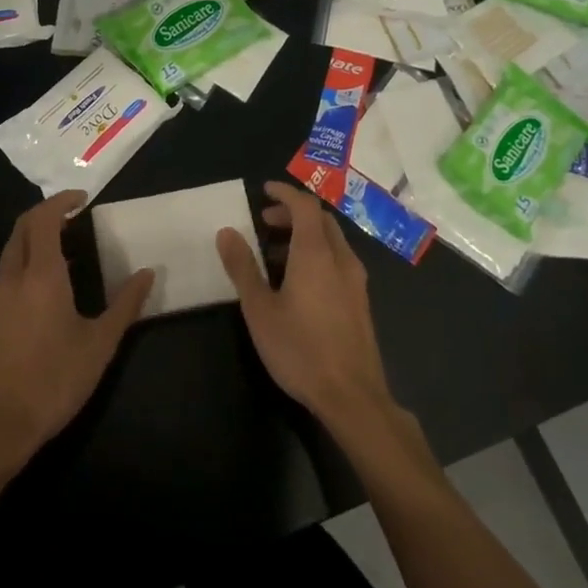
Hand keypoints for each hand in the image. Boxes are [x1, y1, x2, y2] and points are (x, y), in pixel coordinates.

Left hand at [0, 191, 153, 469]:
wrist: (0, 425)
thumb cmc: (55, 380)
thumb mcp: (100, 344)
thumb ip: (126, 304)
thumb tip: (148, 273)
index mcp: (41, 275)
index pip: (43, 219)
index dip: (61, 202)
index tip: (83, 199)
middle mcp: (13, 277)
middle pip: (21, 228)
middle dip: (45, 213)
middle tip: (73, 216)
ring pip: (11, 250)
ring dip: (34, 237)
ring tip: (66, 246)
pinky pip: (6, 272)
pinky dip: (25, 260)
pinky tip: (46, 285)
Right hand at [216, 182, 398, 434]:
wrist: (352, 396)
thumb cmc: (300, 349)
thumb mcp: (259, 309)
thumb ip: (243, 267)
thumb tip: (227, 232)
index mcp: (316, 253)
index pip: (305, 206)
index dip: (285, 193)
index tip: (264, 190)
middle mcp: (341, 259)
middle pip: (321, 220)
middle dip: (293, 214)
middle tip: (265, 223)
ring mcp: (356, 281)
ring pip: (332, 242)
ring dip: (305, 236)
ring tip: (275, 254)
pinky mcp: (360, 302)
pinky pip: (338, 262)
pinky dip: (317, 255)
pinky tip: (299, 283)